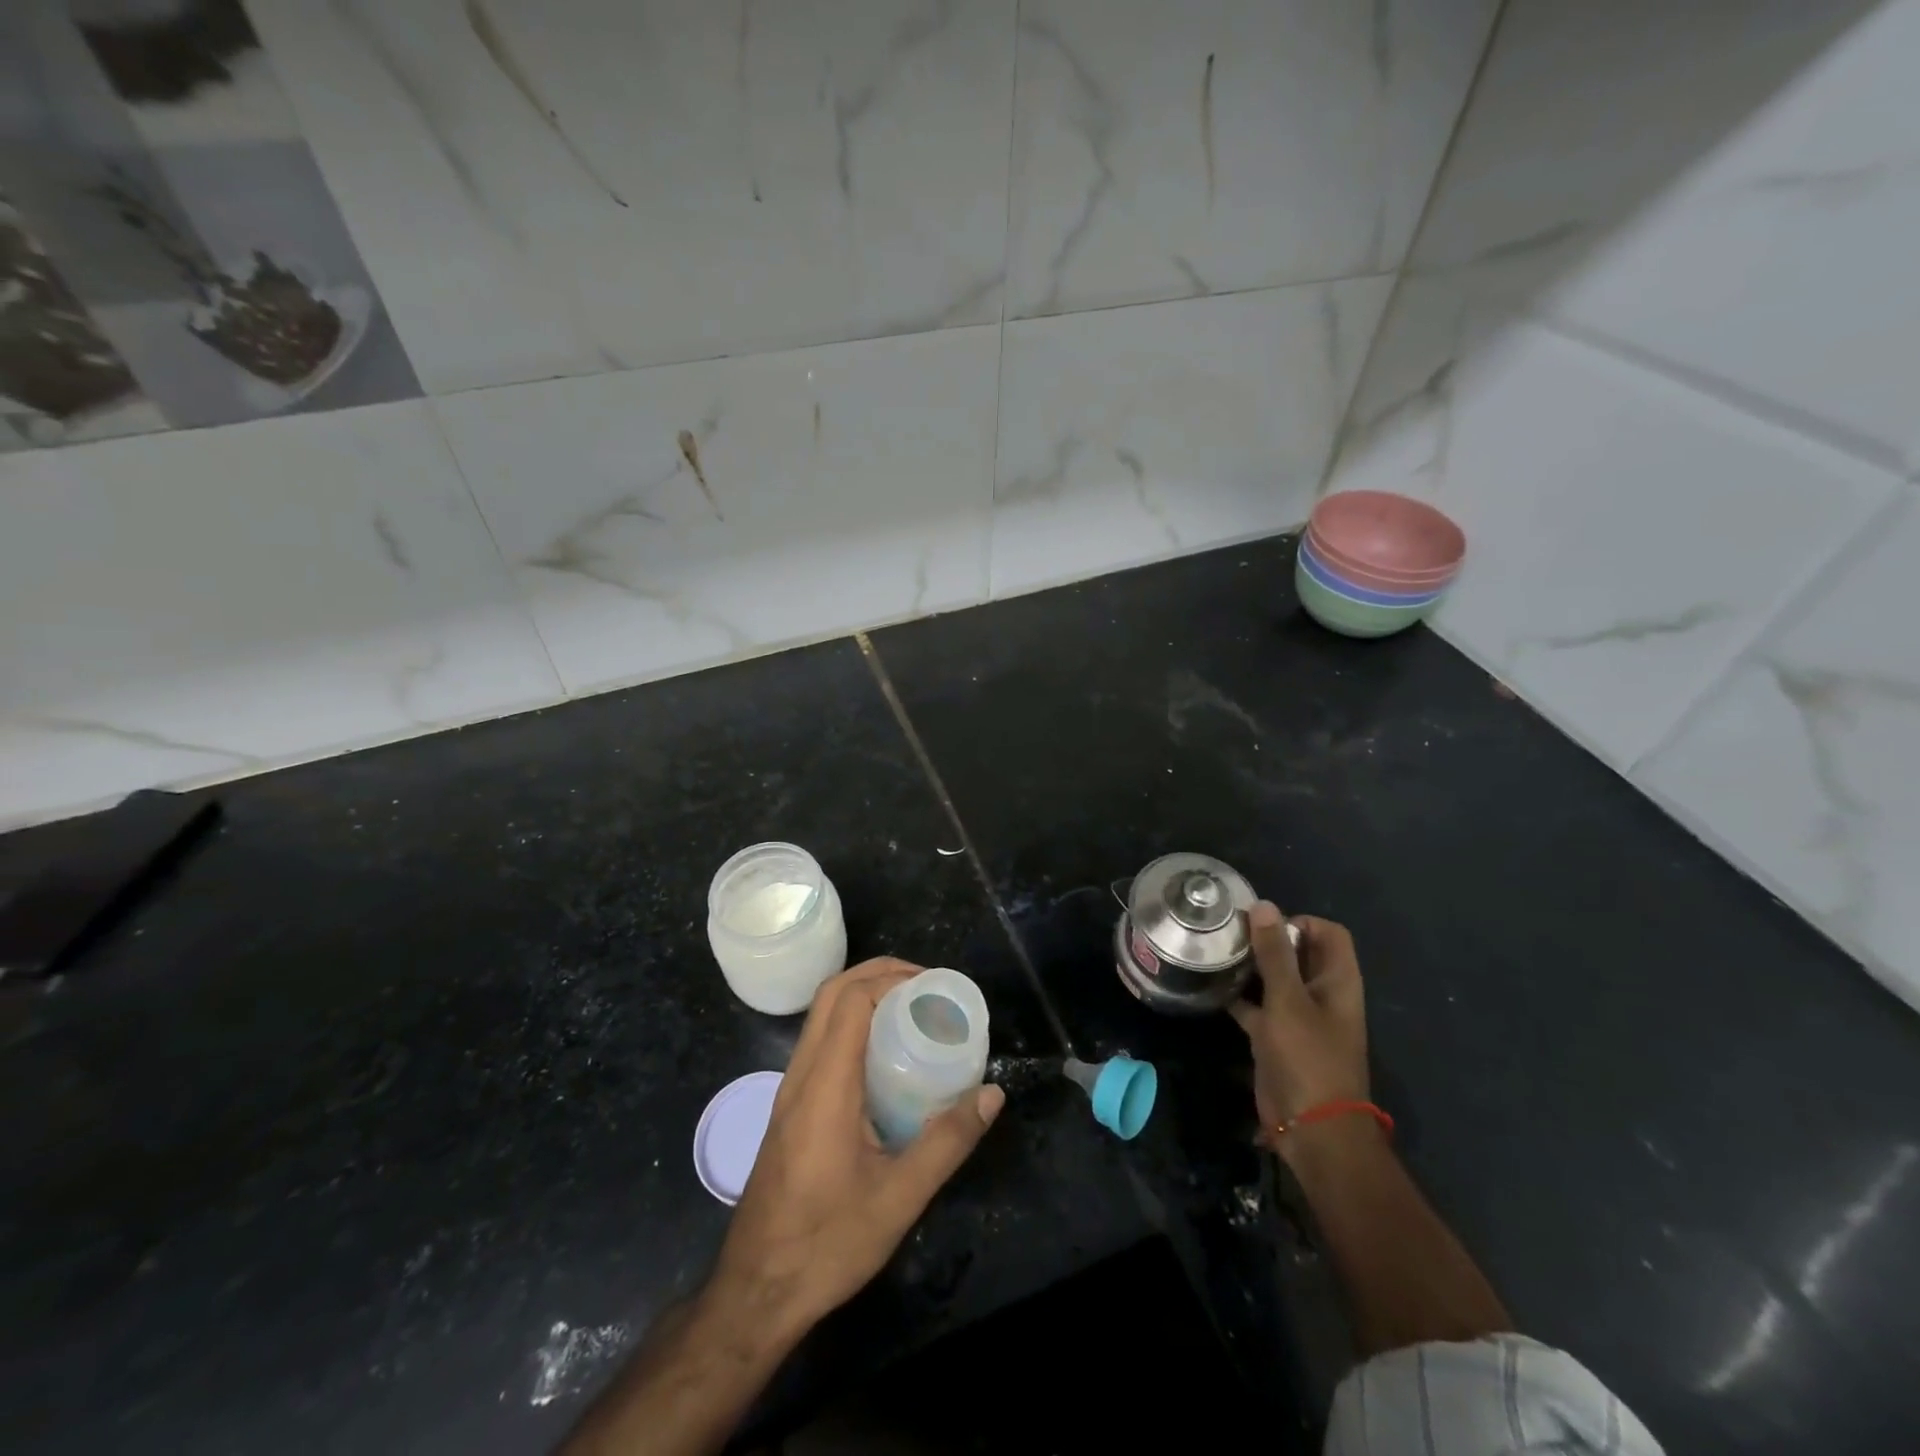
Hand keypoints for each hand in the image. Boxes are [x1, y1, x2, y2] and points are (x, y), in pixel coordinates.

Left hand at [709, 958, 1004, 1338]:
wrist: (755, 1293)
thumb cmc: (827, 1244)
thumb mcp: (900, 1198)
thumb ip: (948, 1142)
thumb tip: (992, 1094)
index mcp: (824, 1086)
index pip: (850, 1001)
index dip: (891, 978)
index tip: (933, 986)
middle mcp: (800, 1076)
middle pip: (831, 995)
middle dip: (878, 974)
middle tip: (926, 986)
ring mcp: (789, 1091)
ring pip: (821, 1017)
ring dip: (862, 996)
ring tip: (911, 1010)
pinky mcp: (789, 1108)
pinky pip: (819, 1043)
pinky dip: (852, 1025)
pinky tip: (884, 1056)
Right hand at [1229, 905, 1369, 1152]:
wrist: (1313, 1129)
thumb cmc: (1308, 1057)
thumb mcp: (1288, 1000)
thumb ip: (1274, 953)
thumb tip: (1263, 905)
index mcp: (1337, 982)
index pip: (1328, 933)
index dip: (1300, 922)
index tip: (1262, 925)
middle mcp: (1322, 994)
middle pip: (1299, 953)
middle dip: (1267, 940)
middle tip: (1230, 934)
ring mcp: (1299, 1018)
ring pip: (1275, 979)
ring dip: (1251, 966)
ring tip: (1217, 953)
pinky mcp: (1277, 1038)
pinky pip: (1257, 1007)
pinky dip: (1239, 996)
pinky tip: (1211, 988)